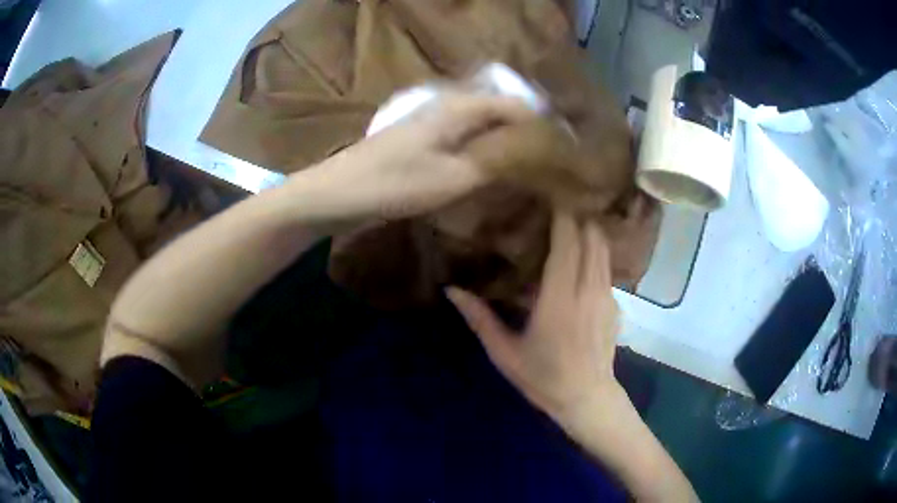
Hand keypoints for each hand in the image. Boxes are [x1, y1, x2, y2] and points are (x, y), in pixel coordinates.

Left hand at [291, 92, 535, 221]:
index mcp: (461, 107)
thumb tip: (532, 152)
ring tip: (526, 164)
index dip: (542, 127)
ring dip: (505, 139)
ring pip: (482, 121)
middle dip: (526, 132)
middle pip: (500, 110)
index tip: (562, 152)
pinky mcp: (422, 135)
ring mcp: (432, 118)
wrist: (338, 191)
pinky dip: (483, 145)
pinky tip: (489, 165)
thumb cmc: (394, 184)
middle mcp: (449, 104)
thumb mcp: (453, 177)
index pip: (516, 106)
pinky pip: (465, 133)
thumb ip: (497, 162)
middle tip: (547, 161)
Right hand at [447, 212, 619, 419]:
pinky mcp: (615, 305)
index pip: (567, 243)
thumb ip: (479, 319)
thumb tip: (452, 291)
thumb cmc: (543, 378)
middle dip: (577, 215)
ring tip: (573, 219)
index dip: (562, 215)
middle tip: (558, 202)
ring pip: (603, 249)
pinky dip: (596, 252)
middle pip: (591, 237)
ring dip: (590, 230)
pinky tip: (583, 255)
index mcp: (559, 300)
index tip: (550, 195)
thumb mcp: (505, 353)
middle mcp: (588, 290)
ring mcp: (607, 297)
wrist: (588, 398)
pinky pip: (606, 268)